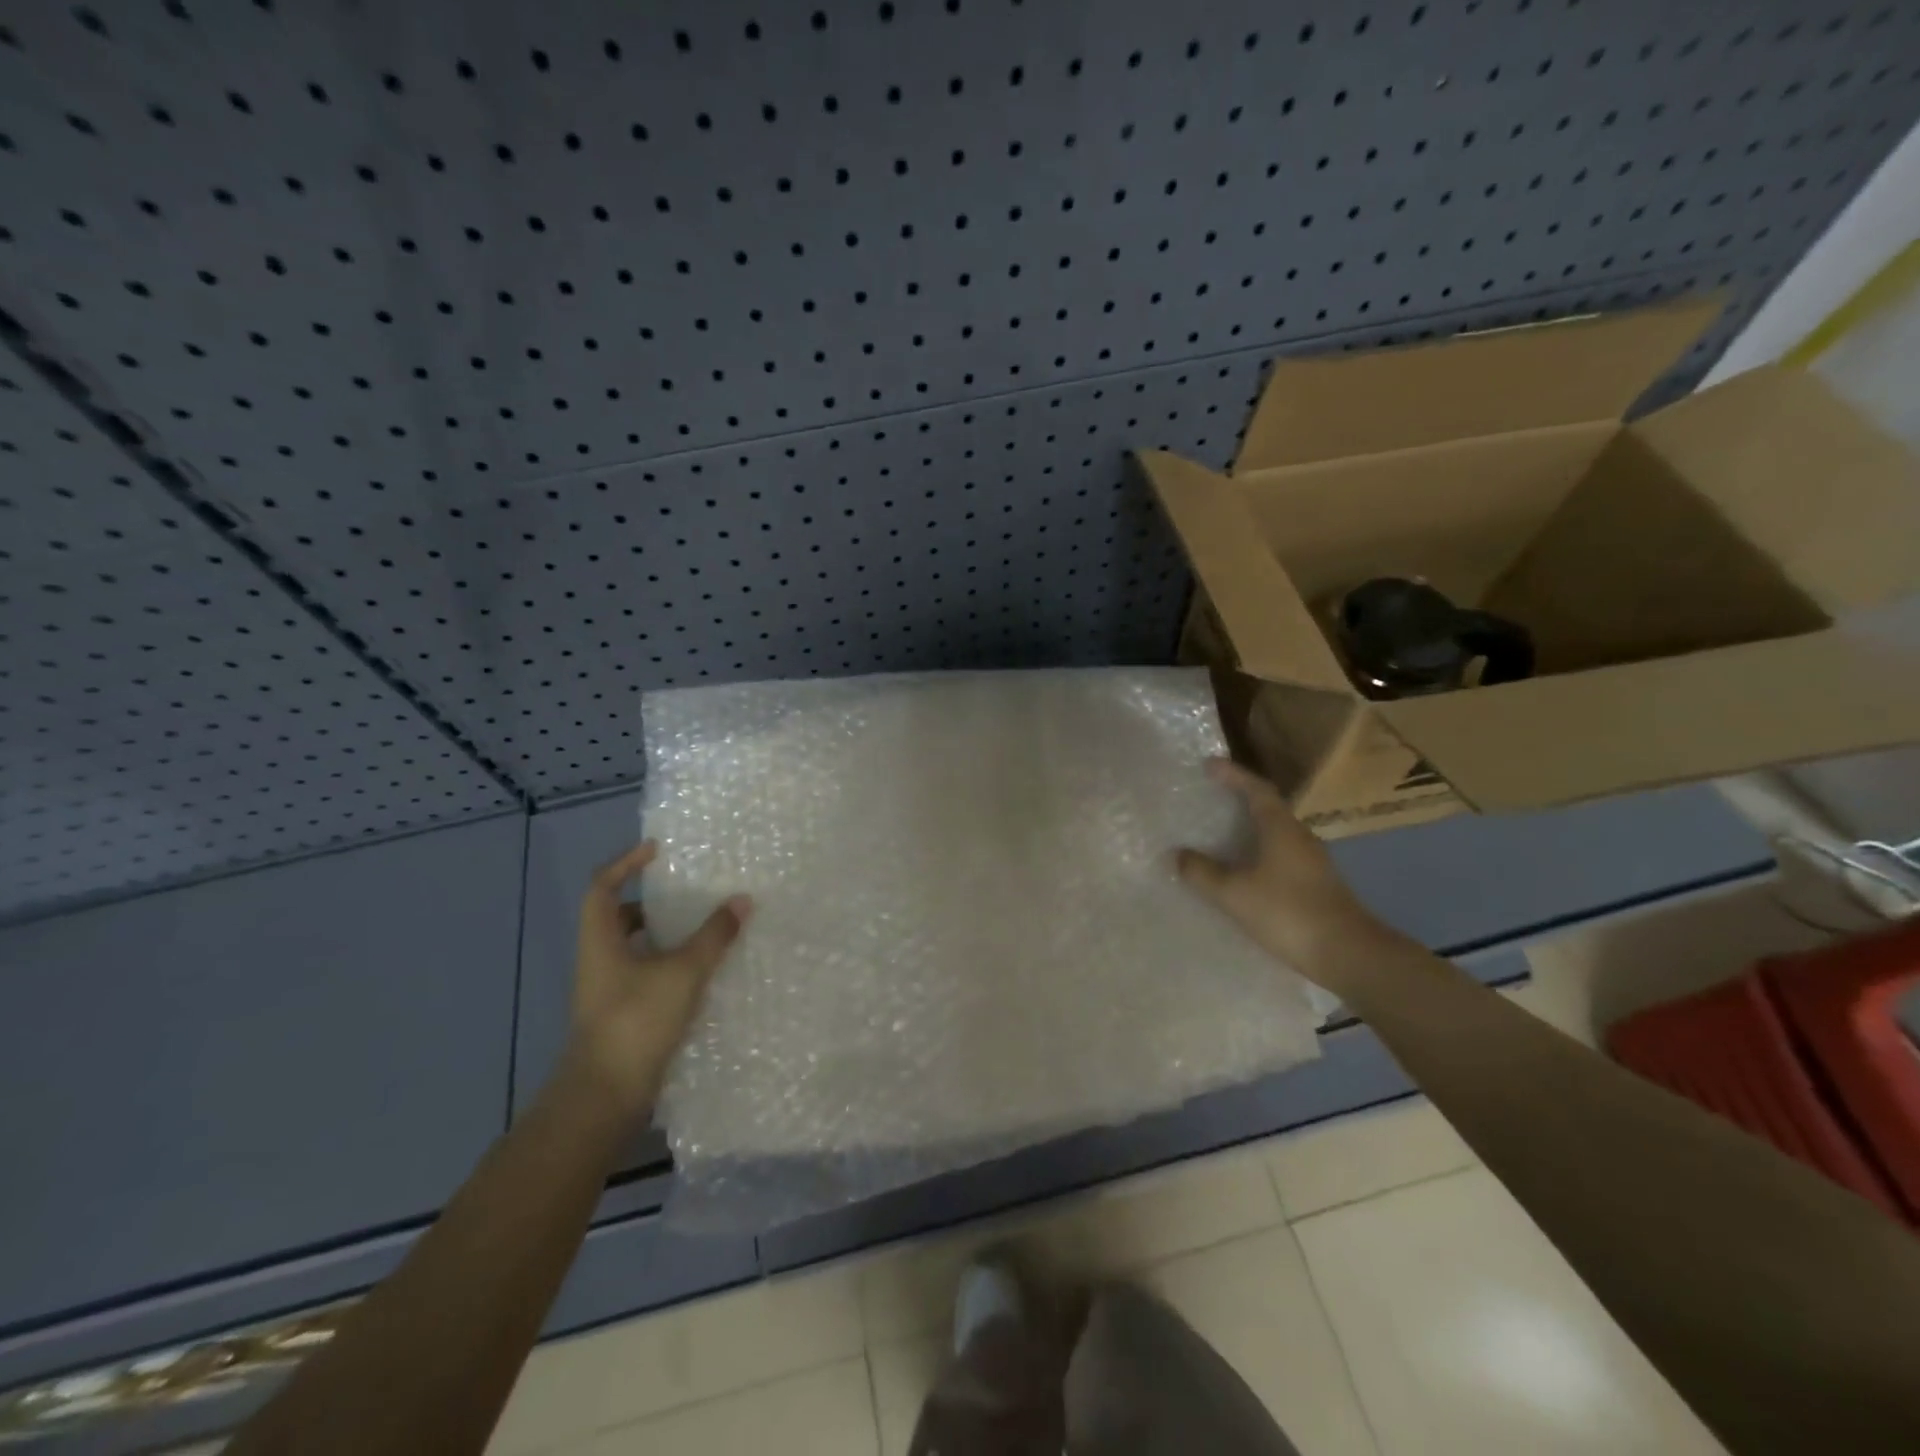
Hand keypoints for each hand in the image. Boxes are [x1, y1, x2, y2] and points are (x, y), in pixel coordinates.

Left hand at [566, 842, 751, 1116]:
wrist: (604, 1098)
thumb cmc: (636, 1022)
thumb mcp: (682, 972)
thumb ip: (713, 935)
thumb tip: (741, 899)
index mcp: (601, 941)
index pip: (602, 887)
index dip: (625, 863)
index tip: (657, 851)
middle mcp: (599, 961)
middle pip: (618, 918)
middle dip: (651, 902)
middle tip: (688, 892)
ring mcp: (609, 992)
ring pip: (635, 949)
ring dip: (665, 936)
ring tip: (704, 928)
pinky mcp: (623, 1016)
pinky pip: (647, 976)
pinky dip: (671, 966)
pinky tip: (703, 973)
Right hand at [1177, 759, 1389, 981]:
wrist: (1348, 955)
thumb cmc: (1288, 913)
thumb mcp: (1234, 893)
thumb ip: (1202, 872)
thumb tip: (1177, 854)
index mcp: (1281, 828)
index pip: (1256, 790)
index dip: (1233, 775)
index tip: (1209, 764)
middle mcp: (1299, 837)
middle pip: (1268, 808)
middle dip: (1240, 799)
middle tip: (1211, 797)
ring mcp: (1312, 863)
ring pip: (1275, 834)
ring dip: (1249, 829)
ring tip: (1221, 834)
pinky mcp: (1315, 886)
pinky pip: (1280, 857)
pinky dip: (1258, 854)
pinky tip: (1243, 872)